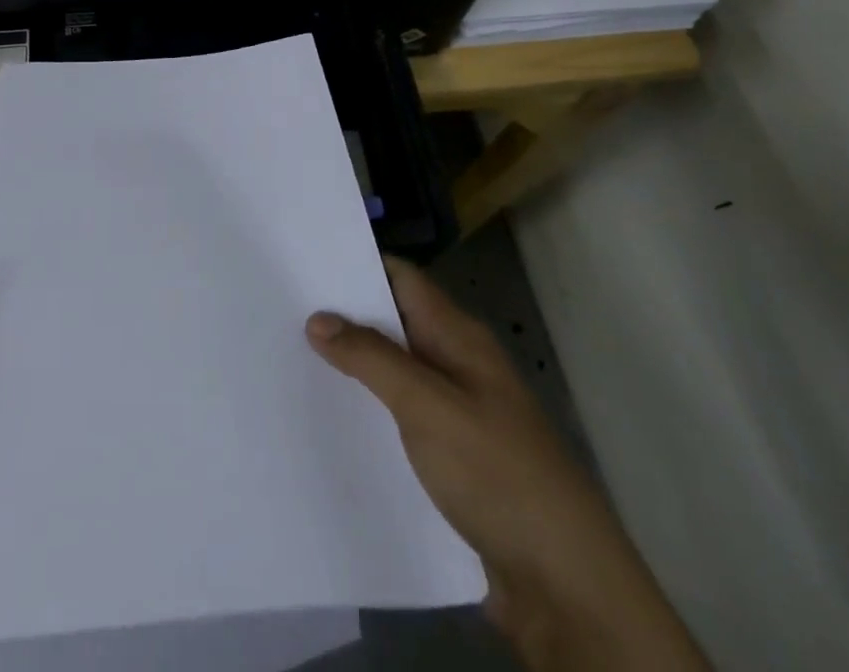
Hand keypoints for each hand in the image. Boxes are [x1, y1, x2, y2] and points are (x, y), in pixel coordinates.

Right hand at [307, 259, 709, 671]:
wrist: (567, 589)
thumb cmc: (499, 475)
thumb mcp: (429, 407)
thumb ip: (372, 358)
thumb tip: (318, 318)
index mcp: (459, 337)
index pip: (402, 278)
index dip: (356, 264)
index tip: (302, 260)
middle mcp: (457, 365)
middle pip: (393, 323)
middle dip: (343, 316)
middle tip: (282, 309)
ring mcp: (457, 413)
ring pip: (394, 373)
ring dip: (352, 367)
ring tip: (290, 358)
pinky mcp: (453, 459)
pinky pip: (400, 418)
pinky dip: (368, 411)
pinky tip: (330, 420)